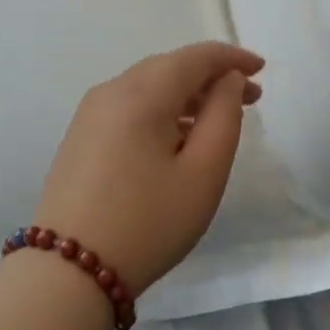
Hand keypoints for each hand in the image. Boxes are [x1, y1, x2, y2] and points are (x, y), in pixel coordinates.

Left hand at [34, 42, 264, 294]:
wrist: (69, 271)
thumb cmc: (148, 223)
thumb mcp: (203, 173)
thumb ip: (224, 117)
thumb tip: (226, 80)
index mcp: (141, 93)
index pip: (194, 57)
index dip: (231, 58)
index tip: (261, 70)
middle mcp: (110, 91)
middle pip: (169, 67)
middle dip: (211, 77)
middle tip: (249, 97)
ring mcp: (89, 114)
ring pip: (147, 87)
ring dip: (186, 94)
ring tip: (218, 118)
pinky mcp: (80, 137)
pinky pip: (128, 107)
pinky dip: (161, 110)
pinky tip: (177, 136)